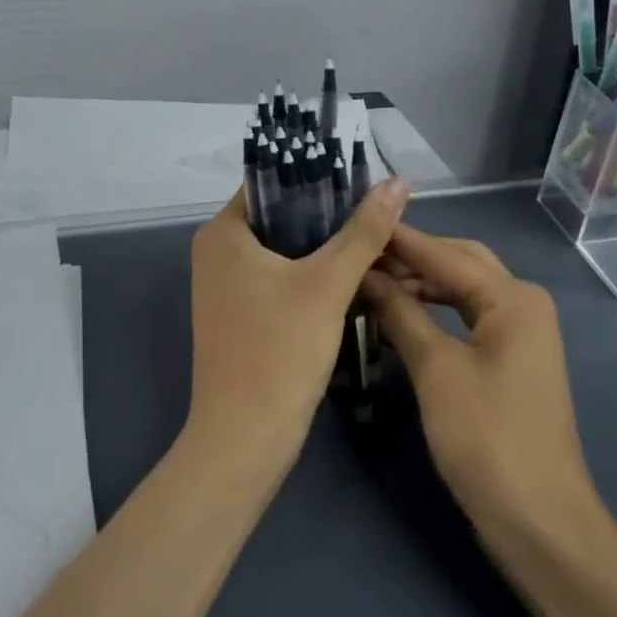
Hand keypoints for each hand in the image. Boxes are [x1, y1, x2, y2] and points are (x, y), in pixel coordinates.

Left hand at [186, 177, 410, 479]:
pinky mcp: (245, 314)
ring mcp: (230, 286)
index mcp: (223, 232)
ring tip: (379, 238)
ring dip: (329, 246)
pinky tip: (358, 275)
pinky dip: (317, 274)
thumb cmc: (279, 351)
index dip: (320, 176)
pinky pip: (285, 278)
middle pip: (284, 216)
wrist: (246, 440)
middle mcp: (219, 252)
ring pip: (288, 249)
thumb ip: (364, 231)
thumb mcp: (328, 284)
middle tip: (381, 212)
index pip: (274, 182)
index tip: (366, 179)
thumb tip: (397, 182)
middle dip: (333, 215)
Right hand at [363, 226, 595, 535]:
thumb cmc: (487, 439)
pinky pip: (467, 317)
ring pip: (463, 290)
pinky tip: (402, 314)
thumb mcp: (437, 370)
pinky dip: (434, 310)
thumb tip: (367, 275)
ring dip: (422, 282)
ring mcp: (520, 332)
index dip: (400, 240)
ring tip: (373, 280)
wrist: (539, 520)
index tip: (357, 221)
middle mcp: (522, 303)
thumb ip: (402, 314)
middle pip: (460, 262)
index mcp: (513, 297)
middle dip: (413, 256)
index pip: (445, 254)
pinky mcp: (510, 359)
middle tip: (363, 252)